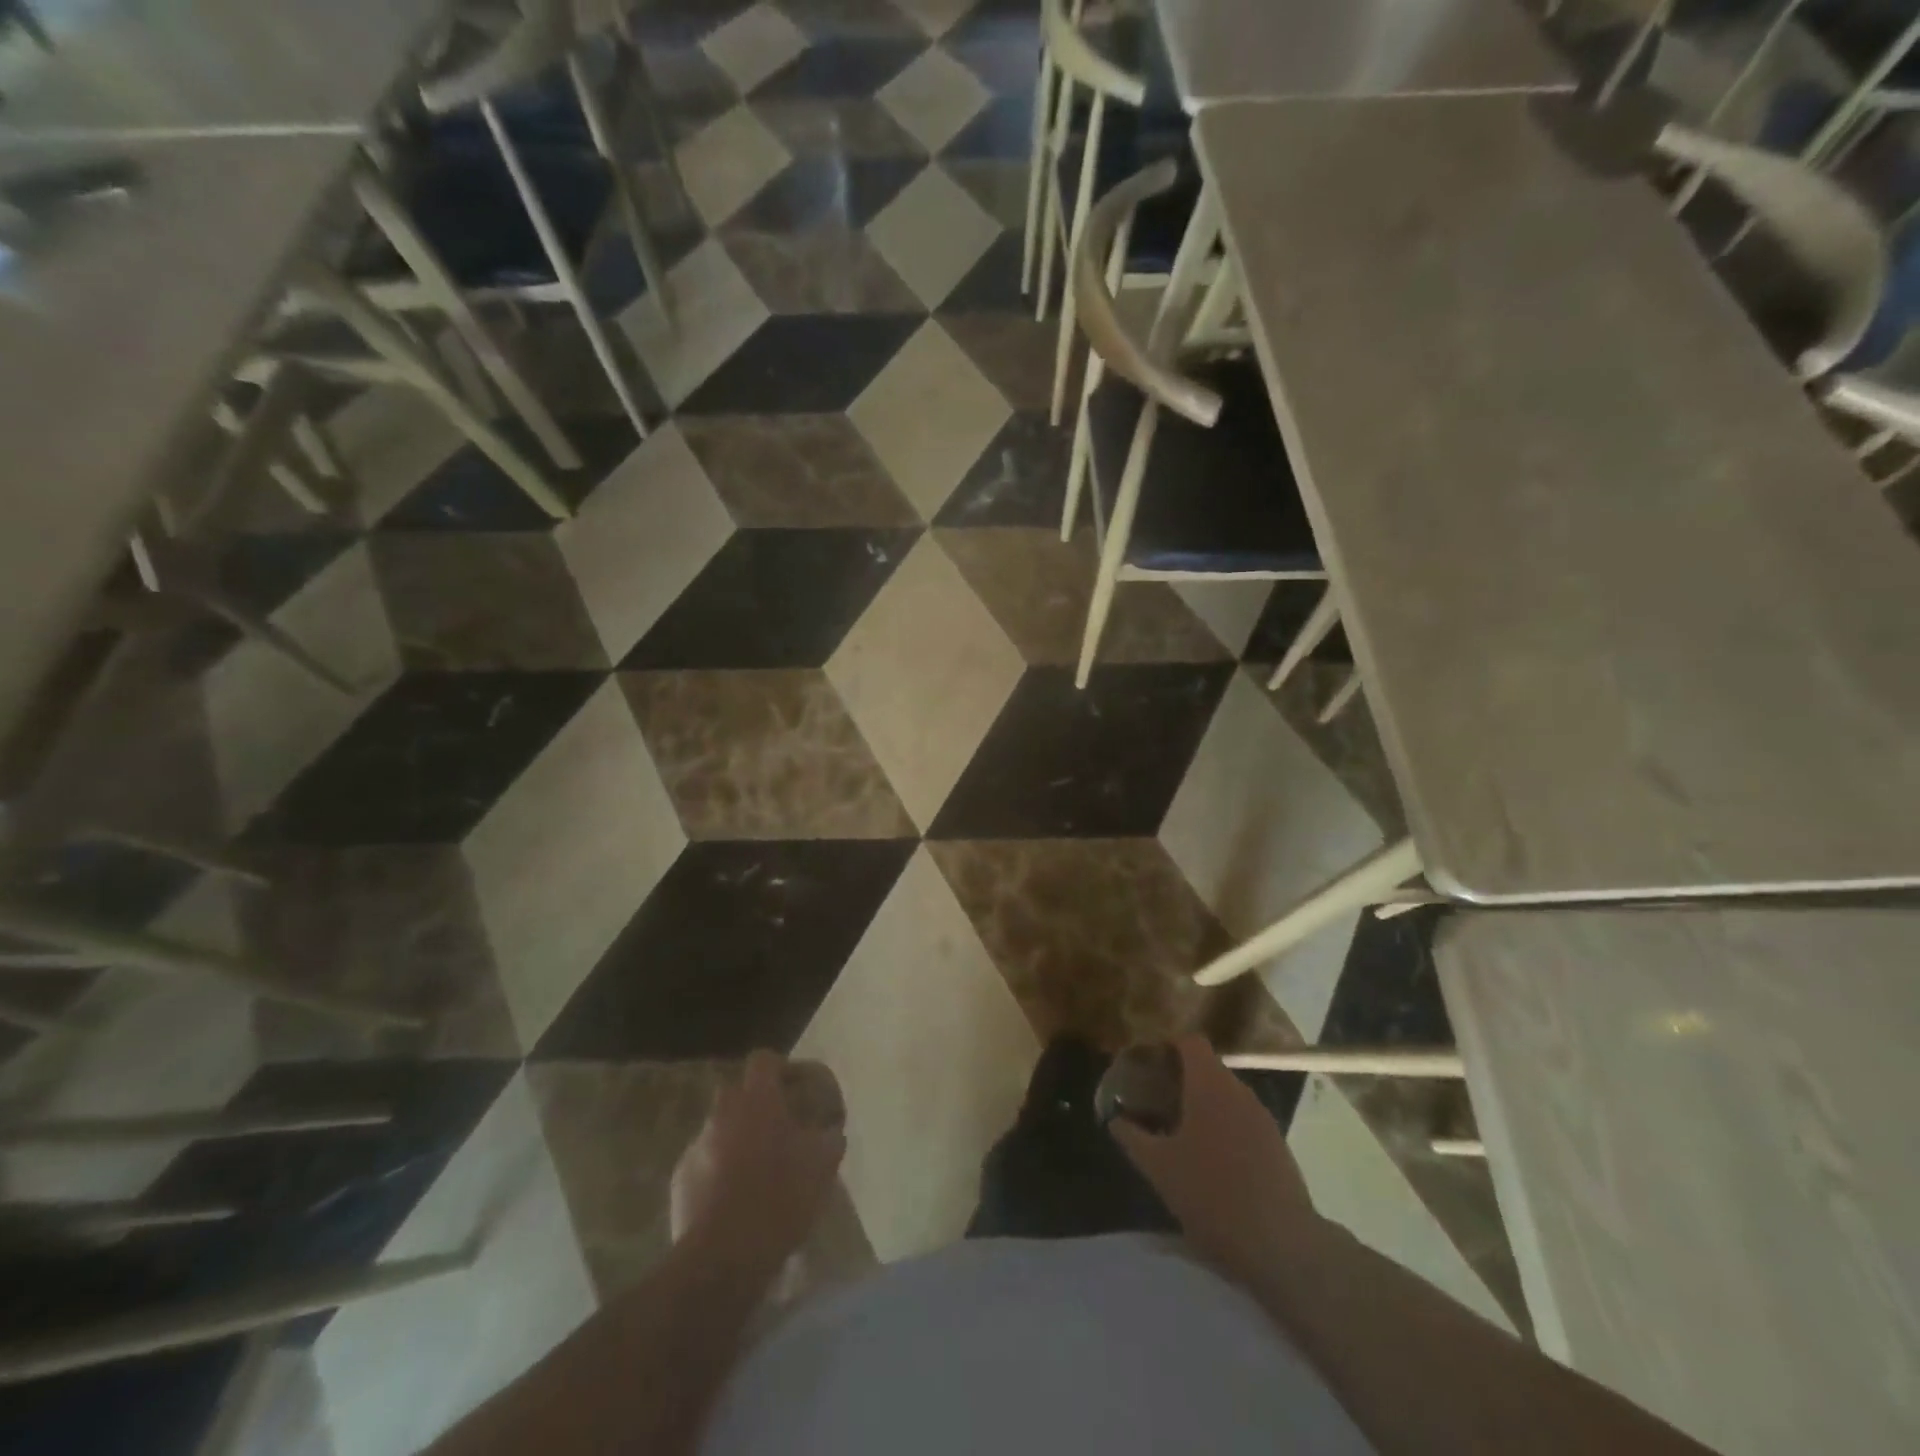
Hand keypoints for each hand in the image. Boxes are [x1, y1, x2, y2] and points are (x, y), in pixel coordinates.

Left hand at [670, 1051, 846, 1280]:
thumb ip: (829, 1136)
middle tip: (781, 1129)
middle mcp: (722, 1113)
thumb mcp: (823, 1164)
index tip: (798, 1089)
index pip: (764, 1059)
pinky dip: (720, 1170)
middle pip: (739, 1092)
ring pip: (721, 1128)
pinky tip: (736, 1198)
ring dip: (739, 1139)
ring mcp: (696, 1146)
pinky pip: (705, 1161)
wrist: (722, 1259)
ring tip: (759, 1170)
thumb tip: (830, 1129)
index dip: (782, 1068)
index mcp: (757, 1100)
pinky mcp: (680, 1180)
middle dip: (758, 1104)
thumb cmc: (779, 1199)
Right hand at [1109, 1036, 1326, 1283]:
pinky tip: (1213, 1161)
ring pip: (1227, 1097)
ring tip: (1182, 1134)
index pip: (1191, 1042)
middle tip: (1158, 1103)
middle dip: (1183, 1080)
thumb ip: (1132, 1137)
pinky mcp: (1278, 1145)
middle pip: (1208, 1068)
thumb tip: (1115, 1119)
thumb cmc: (1211, 1194)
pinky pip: (1244, 1121)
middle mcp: (1239, 1091)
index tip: (1150, 1066)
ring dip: (1205, 1106)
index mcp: (1209, 1085)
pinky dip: (1226, 1128)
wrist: (1281, 1245)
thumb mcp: (1159, 1168)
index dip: (1169, 1047)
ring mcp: (1263, 1117)